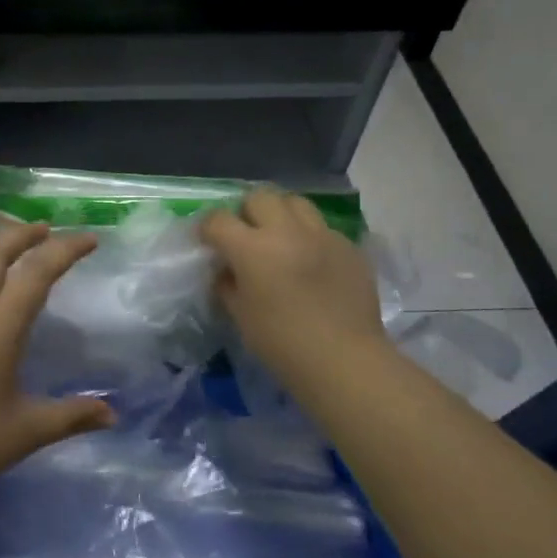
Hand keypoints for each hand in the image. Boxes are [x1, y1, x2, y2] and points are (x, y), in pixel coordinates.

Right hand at [200, 188, 391, 402]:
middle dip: (246, 212)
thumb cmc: (283, 344)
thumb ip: (227, 284)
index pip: (218, 220)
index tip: (208, 242)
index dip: (207, 228)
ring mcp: (322, 235)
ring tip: (281, 238)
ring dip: (281, 215)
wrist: (345, 360)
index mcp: (252, 249)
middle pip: (258, 197)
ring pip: (295, 203)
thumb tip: (226, 270)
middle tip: (246, 237)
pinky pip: (323, 228)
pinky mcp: (349, 246)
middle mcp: (286, 231)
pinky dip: (310, 238)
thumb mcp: (240, 316)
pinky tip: (312, 263)